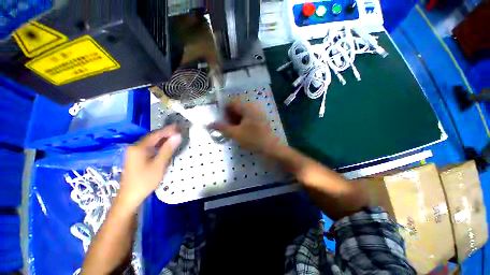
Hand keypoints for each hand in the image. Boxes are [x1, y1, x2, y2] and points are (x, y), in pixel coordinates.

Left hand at [119, 125, 181, 209]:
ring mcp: (134, 152)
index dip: (168, 130)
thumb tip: (177, 136)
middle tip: (179, 131)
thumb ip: (168, 149)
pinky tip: (165, 146)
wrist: (130, 196)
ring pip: (151, 142)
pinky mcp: (136, 157)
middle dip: (166, 133)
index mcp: (139, 147)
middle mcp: (135, 147)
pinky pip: (149, 147)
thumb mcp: (159, 164)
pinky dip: (159, 145)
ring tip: (175, 137)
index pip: (156, 134)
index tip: (179, 126)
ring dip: (163, 139)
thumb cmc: (145, 181)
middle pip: (153, 137)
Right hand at [209, 100, 279, 154]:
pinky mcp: (260, 121)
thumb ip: (222, 128)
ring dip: (235, 121)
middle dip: (229, 116)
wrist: (270, 148)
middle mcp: (253, 108)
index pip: (232, 102)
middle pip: (237, 108)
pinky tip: (239, 132)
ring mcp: (258, 115)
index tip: (219, 119)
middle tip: (225, 127)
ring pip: (242, 115)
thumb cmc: (253, 139)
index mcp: (248, 108)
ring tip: (231, 131)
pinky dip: (241, 124)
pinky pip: (247, 119)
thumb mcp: (235, 134)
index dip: (224, 109)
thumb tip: (209, 124)